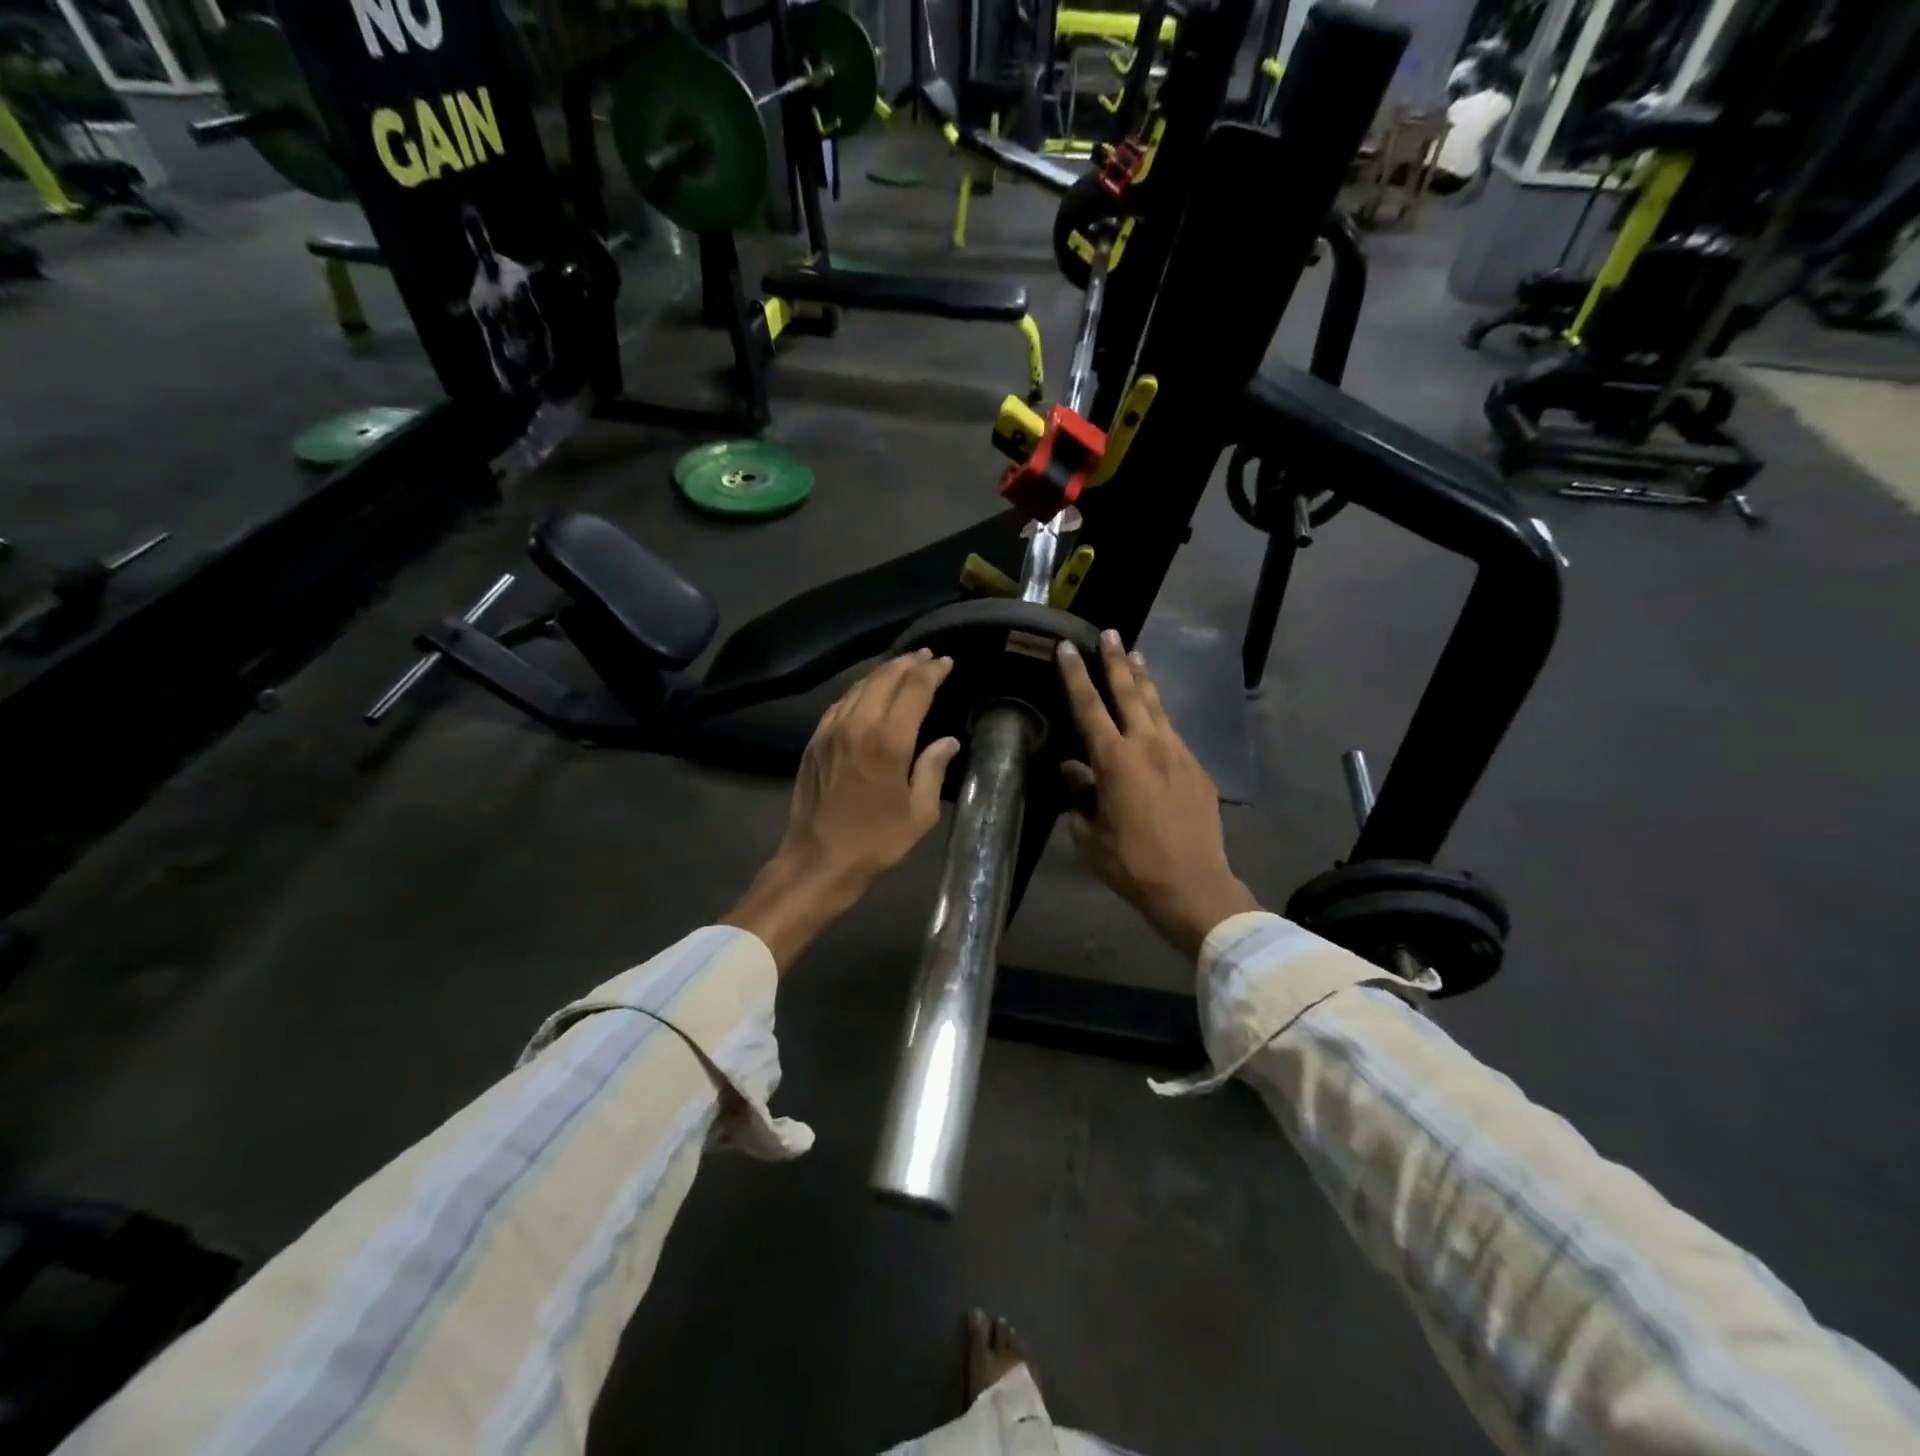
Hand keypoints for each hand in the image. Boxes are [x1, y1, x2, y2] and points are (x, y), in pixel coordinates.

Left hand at [722, 650, 961, 971]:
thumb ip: (933, 770)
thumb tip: (948, 741)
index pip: (914, 690)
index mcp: (888, 742)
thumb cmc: (875, 843)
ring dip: (882, 672)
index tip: (946, 661)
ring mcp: (830, 731)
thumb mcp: (918, 814)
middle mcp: (857, 726)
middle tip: (926, 656)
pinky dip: (858, 690)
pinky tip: (867, 692)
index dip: (932, 672)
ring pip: (858, 686)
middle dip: (908, 663)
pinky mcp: (814, 742)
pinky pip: (839, 704)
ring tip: (901, 667)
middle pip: (883, 678)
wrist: (817, 862)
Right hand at [1058, 631, 1259, 959]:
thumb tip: (1074, 771)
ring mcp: (1178, 753)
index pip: (1089, 707)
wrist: (1193, 885)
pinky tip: (1155, 717)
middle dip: (1115, 661)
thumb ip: (1080, 797)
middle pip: (1129, 692)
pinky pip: (1173, 733)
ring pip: (1157, 706)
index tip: (1067, 648)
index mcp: (1115, 761)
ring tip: (1135, 655)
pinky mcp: (1198, 768)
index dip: (1075, 676)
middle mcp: (1148, 746)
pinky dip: (1159, 717)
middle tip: (1109, 633)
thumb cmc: (1132, 864)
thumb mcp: (1090, 835)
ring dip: (1143, 679)